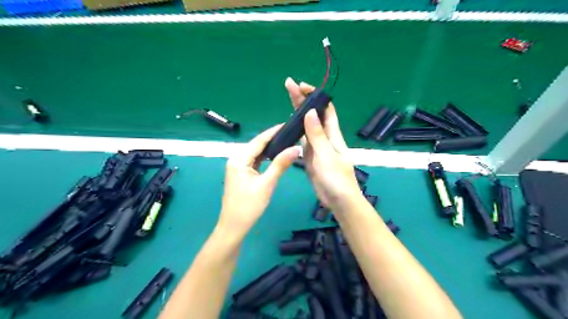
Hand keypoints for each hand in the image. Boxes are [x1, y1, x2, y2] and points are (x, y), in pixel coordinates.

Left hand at [218, 126, 298, 237]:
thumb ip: (280, 164)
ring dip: (270, 149)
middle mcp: (236, 159)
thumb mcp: (267, 184)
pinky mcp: (242, 174)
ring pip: (256, 154)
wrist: (234, 227)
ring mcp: (238, 167)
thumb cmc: (249, 206)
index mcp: (239, 159)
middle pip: (257, 146)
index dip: (273, 132)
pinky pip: (255, 162)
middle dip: (273, 139)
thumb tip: (296, 148)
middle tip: (291, 133)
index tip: (287, 124)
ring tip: (287, 141)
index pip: (259, 141)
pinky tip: (276, 156)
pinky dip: (266, 159)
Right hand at [287, 78, 360, 211]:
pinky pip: (303, 140)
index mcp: (333, 134)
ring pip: (307, 126)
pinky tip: (289, 127)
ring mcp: (317, 147)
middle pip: (314, 114)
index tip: (302, 86)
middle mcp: (325, 137)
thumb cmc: (336, 178)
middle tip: (289, 85)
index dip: (315, 96)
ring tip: (288, 100)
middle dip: (303, 100)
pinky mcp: (311, 157)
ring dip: (298, 113)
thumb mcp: (326, 155)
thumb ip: (317, 135)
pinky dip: (296, 132)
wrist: (338, 200)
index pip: (325, 109)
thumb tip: (310, 112)